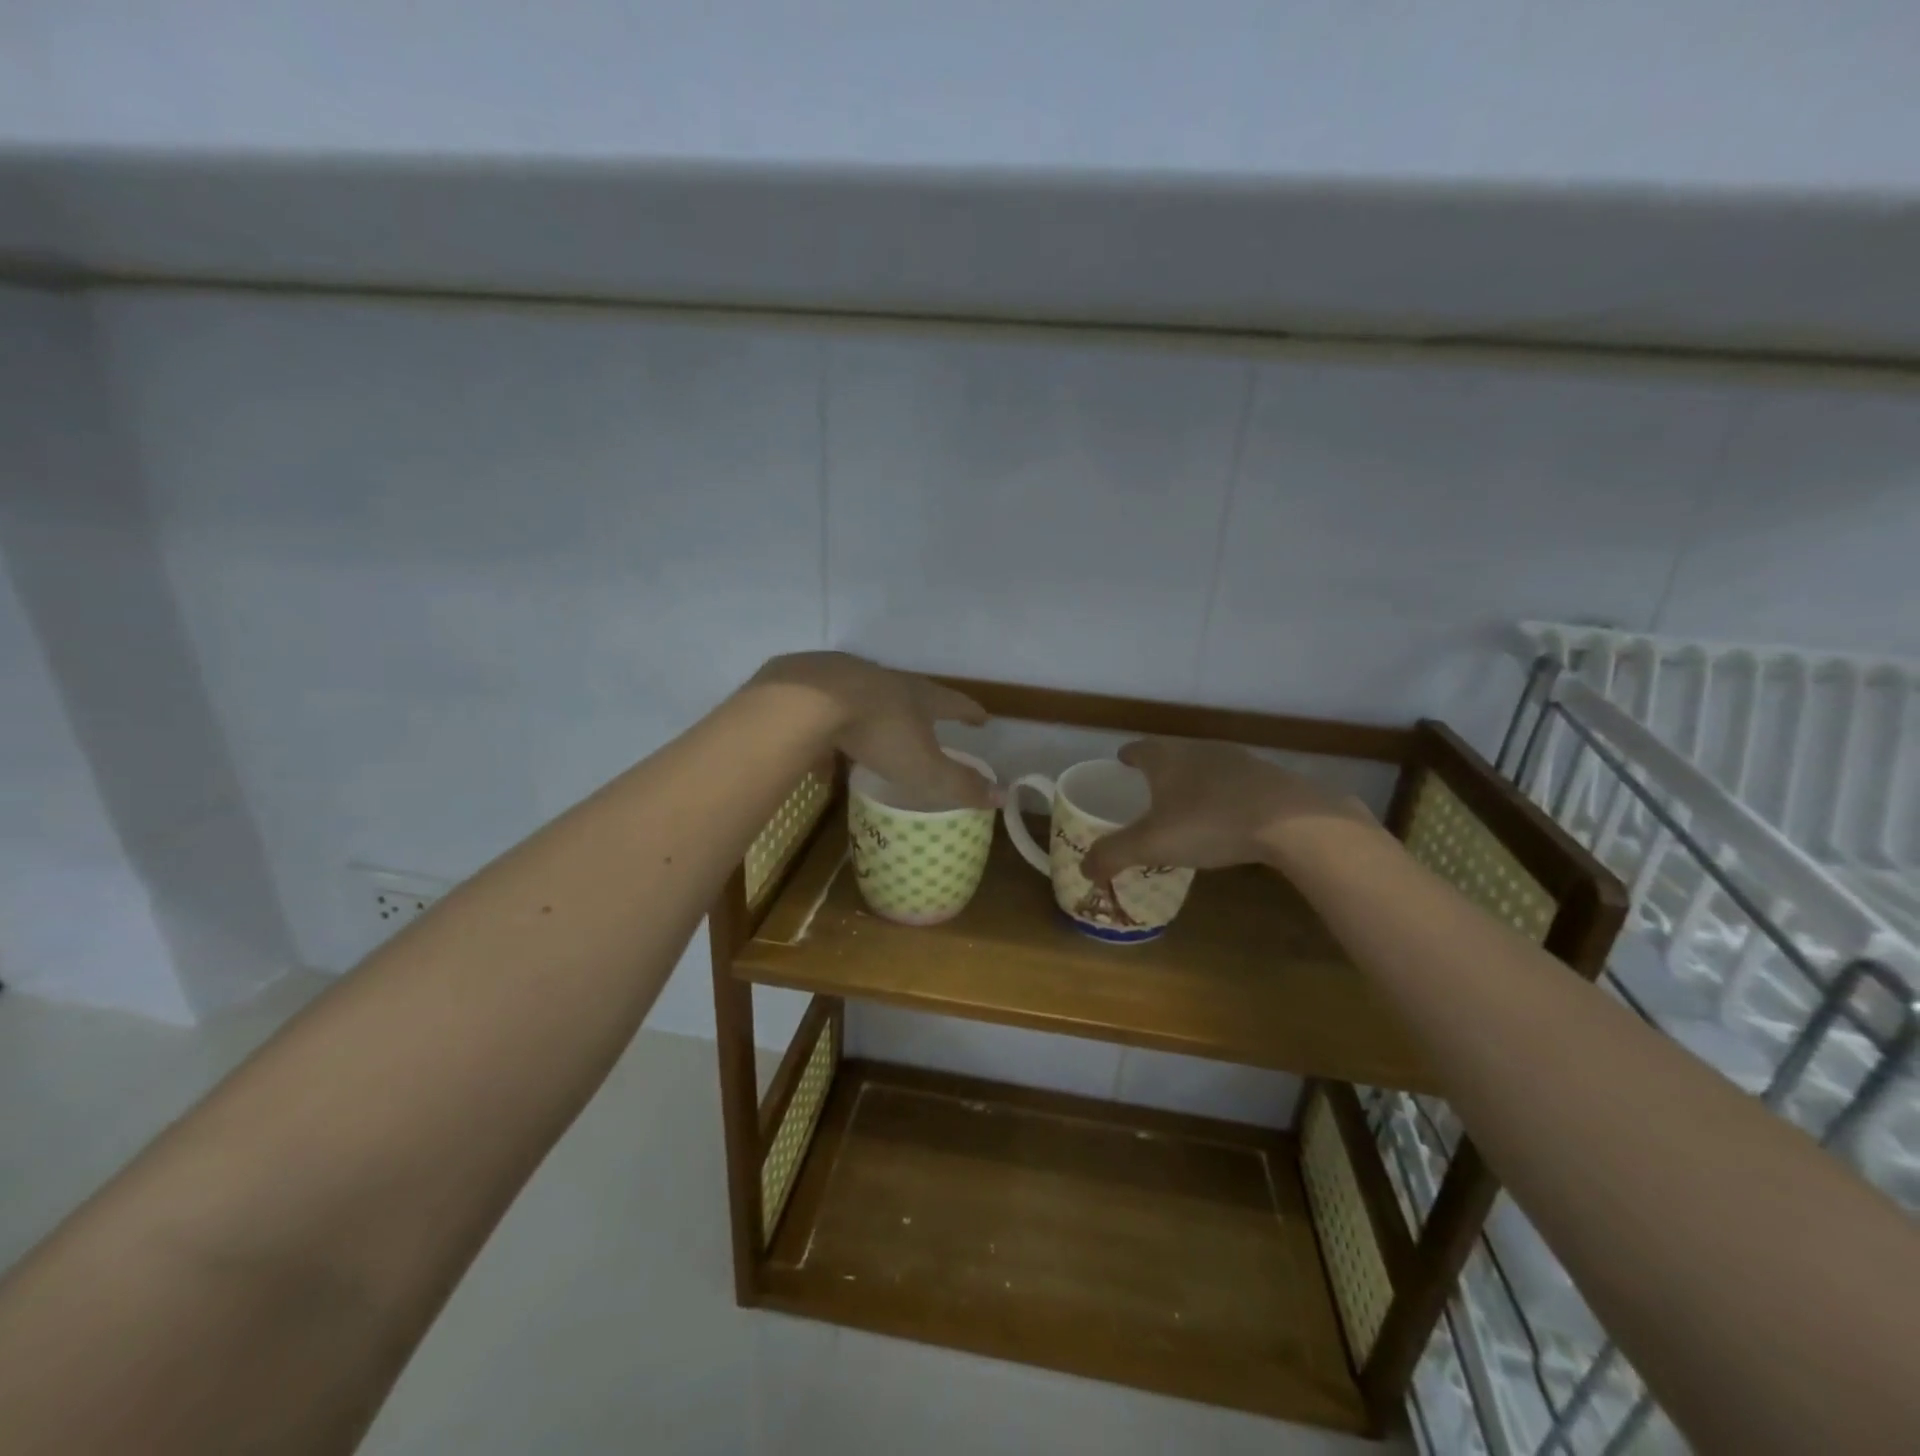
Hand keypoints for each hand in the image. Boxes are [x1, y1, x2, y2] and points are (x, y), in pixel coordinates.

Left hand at [749, 653, 997, 809]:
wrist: (811, 699)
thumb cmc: (880, 733)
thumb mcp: (925, 767)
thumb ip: (960, 784)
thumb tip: (1003, 797)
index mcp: (920, 697)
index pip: (955, 703)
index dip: (970, 712)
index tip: (982, 717)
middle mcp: (889, 682)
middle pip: (914, 694)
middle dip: (925, 709)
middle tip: (932, 721)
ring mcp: (850, 680)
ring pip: (870, 699)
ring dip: (880, 716)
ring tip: (880, 736)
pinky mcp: (814, 687)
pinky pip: (830, 713)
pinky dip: (834, 731)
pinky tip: (824, 753)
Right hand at [1080, 738, 1375, 884]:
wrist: (1291, 821)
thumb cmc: (1209, 822)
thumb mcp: (1152, 844)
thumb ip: (1113, 854)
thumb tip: (1083, 869)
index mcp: (1166, 757)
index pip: (1138, 749)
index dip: (1127, 757)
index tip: (1121, 763)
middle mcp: (1199, 749)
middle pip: (1172, 753)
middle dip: (1158, 769)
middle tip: (1148, 789)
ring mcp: (1238, 760)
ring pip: (1205, 766)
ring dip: (1193, 781)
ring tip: (1186, 803)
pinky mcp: (1268, 777)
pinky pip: (1235, 782)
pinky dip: (1223, 794)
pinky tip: (1227, 815)